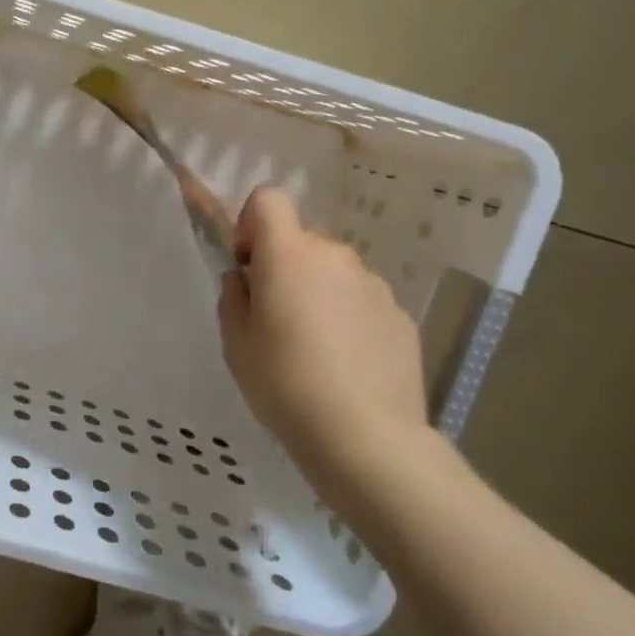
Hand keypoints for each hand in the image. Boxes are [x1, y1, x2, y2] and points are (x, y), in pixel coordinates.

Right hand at [217, 187, 429, 476]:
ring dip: (319, 293)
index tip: (248, 264)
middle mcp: (335, 256)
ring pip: (335, 273)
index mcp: (289, 255)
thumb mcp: (236, 343)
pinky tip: (346, 365)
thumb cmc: (285, 384)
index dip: (252, 222)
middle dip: (285, 267)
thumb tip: (245, 280)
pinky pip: (362, 302)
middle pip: (302, 242)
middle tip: (276, 319)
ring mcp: (374, 284)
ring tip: (315, 349)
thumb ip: (233, 298)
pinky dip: (350, 319)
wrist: (365, 437)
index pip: (269, 199)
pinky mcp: (401, 315)